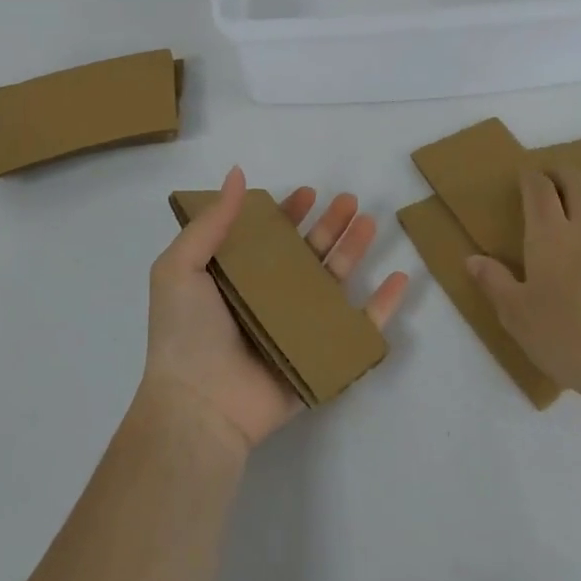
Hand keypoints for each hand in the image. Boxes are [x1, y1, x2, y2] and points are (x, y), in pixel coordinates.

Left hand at [142, 166, 407, 451]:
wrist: (199, 406)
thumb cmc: (185, 333)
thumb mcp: (180, 267)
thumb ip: (211, 222)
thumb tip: (238, 174)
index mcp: (237, 278)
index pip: (270, 238)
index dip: (289, 214)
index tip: (308, 193)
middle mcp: (269, 299)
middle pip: (308, 254)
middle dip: (330, 226)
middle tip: (350, 200)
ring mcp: (297, 329)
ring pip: (335, 282)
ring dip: (354, 251)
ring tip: (370, 224)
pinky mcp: (321, 357)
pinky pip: (360, 328)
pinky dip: (383, 305)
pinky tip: (400, 278)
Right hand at [466, 168, 580, 410]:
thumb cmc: (567, 341)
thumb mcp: (516, 317)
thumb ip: (494, 282)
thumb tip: (472, 258)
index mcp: (550, 236)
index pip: (539, 189)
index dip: (531, 178)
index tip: (526, 178)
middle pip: (580, 183)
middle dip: (565, 174)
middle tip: (556, 181)